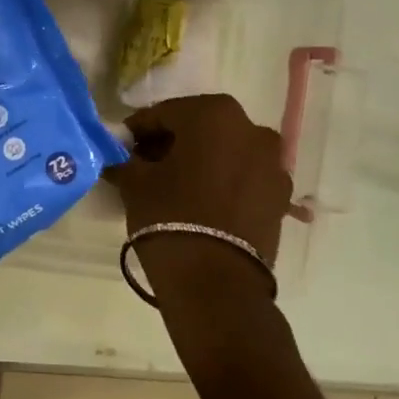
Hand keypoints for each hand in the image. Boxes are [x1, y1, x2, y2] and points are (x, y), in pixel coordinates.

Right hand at [106, 94, 292, 264]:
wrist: (217, 284)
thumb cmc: (170, 217)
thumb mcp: (134, 183)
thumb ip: (124, 159)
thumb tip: (117, 155)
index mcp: (213, 114)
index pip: (163, 113)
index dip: (138, 131)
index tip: (121, 148)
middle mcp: (251, 128)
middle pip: (199, 128)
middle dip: (172, 144)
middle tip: (146, 166)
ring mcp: (273, 163)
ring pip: (225, 151)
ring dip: (201, 162)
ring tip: (176, 187)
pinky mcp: (281, 196)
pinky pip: (244, 177)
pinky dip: (223, 182)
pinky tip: (202, 204)